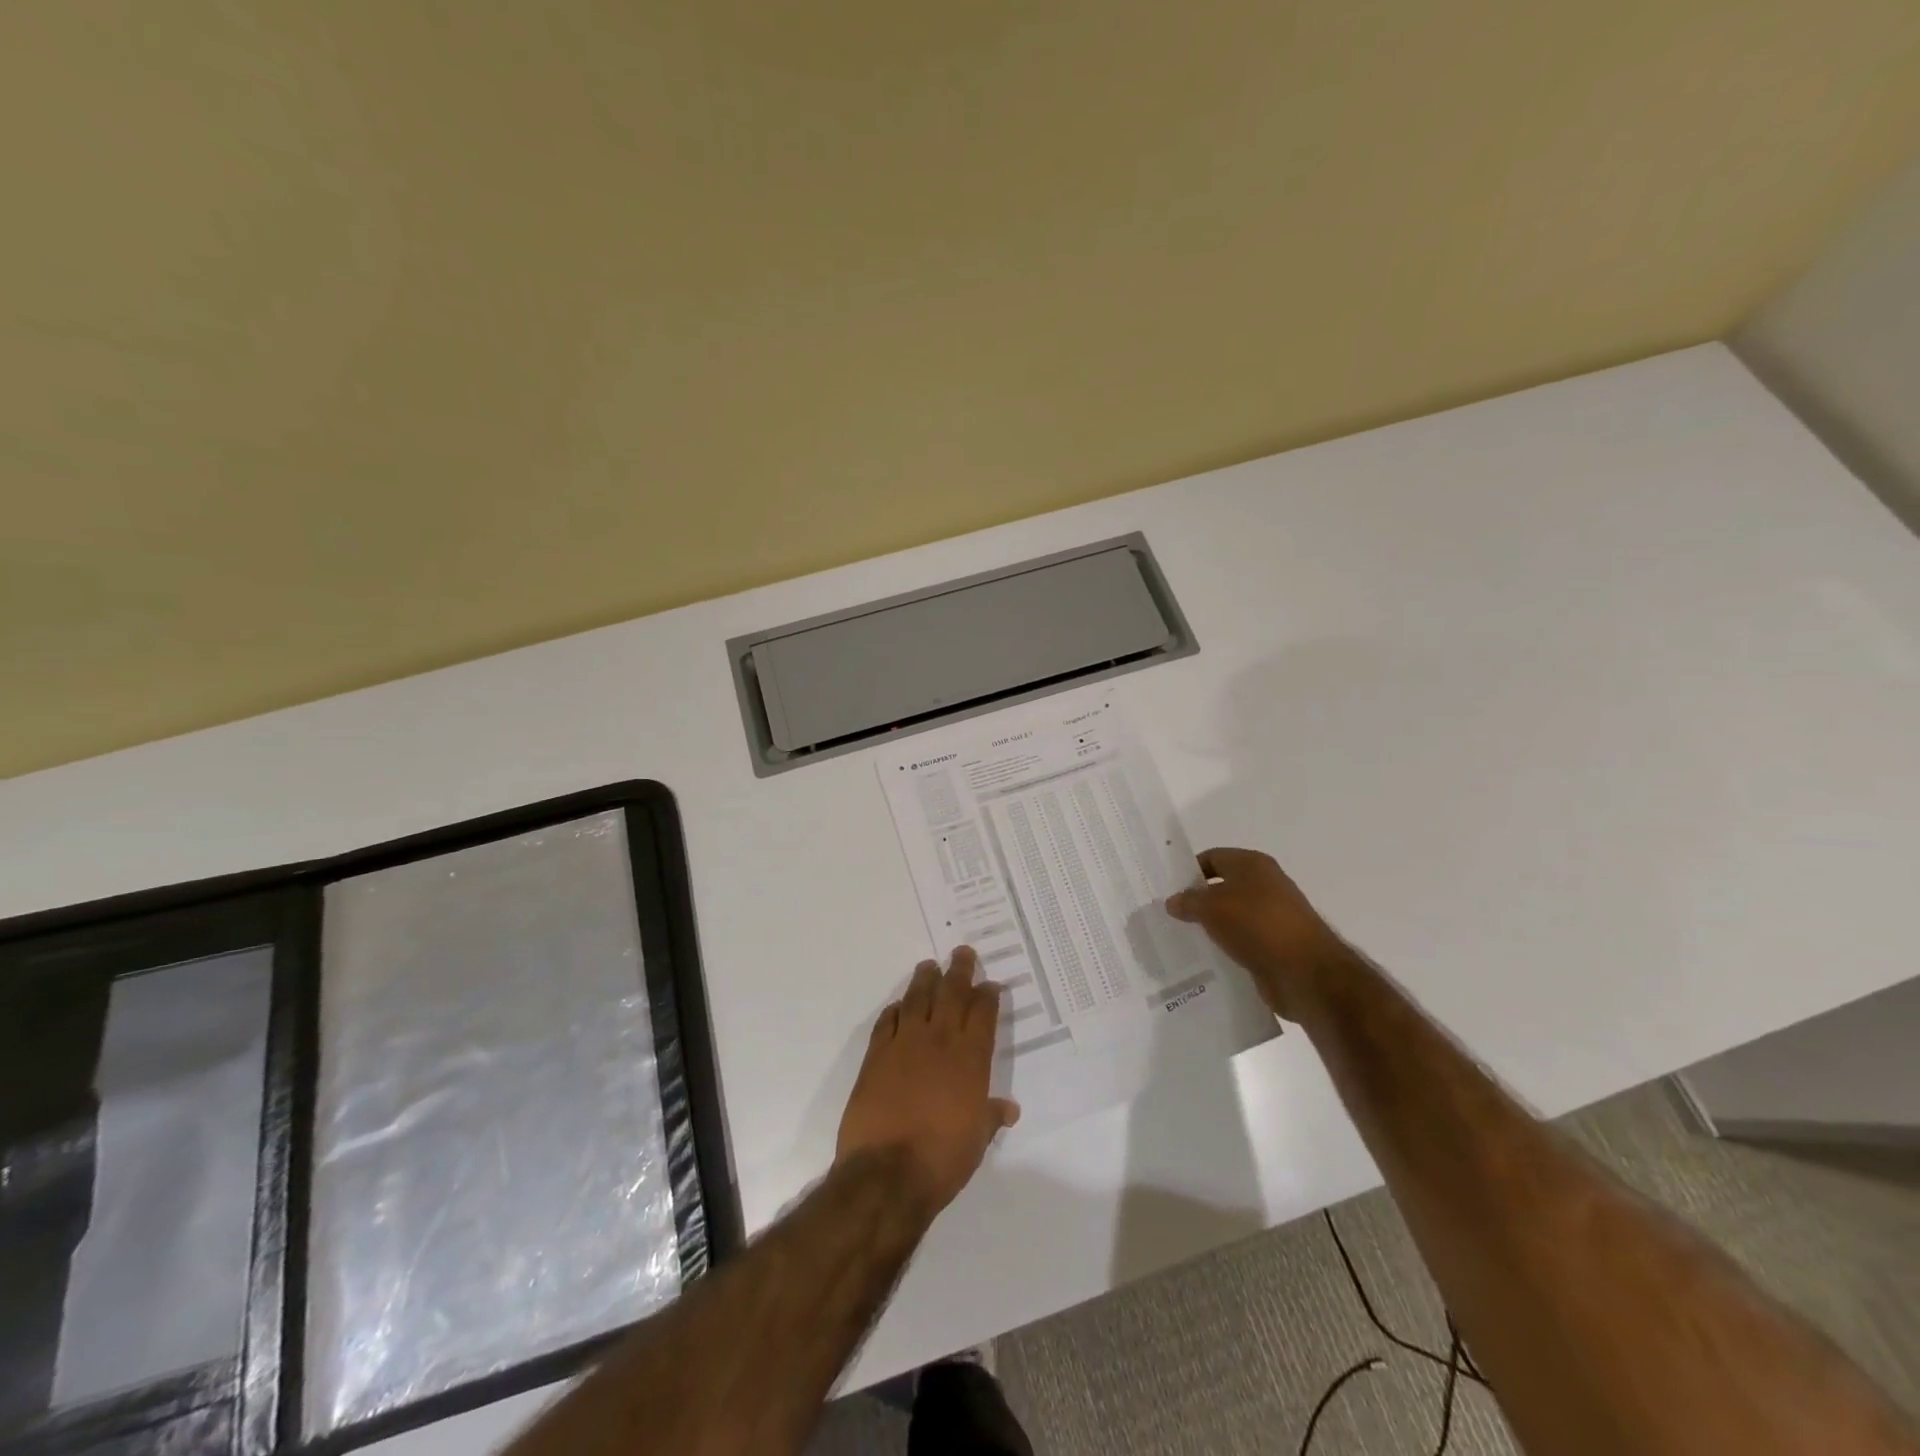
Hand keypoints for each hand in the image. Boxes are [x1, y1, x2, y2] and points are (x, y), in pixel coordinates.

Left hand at [836, 946, 1020, 1221]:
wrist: (887, 1173)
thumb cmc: (942, 1158)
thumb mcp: (976, 1140)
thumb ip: (990, 1117)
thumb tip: (1009, 1109)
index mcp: (970, 1058)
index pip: (983, 1013)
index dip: (988, 995)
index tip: (990, 984)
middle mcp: (940, 1041)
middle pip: (951, 993)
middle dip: (959, 970)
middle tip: (962, 952)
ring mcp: (905, 1043)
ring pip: (917, 998)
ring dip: (925, 980)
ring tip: (929, 966)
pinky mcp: (876, 1055)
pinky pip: (888, 1021)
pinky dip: (895, 1010)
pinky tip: (898, 1006)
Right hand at [1164, 848, 1350, 1021]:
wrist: (1305, 971)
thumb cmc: (1256, 924)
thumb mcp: (1211, 908)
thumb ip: (1188, 901)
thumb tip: (1173, 901)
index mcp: (1252, 864)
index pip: (1212, 857)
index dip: (1190, 871)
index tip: (1169, 890)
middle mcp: (1266, 884)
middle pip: (1223, 886)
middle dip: (1199, 900)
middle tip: (1172, 916)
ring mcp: (1274, 915)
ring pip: (1233, 915)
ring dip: (1213, 925)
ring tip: (1186, 938)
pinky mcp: (1277, 944)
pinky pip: (1244, 939)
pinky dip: (1228, 945)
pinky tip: (1210, 957)